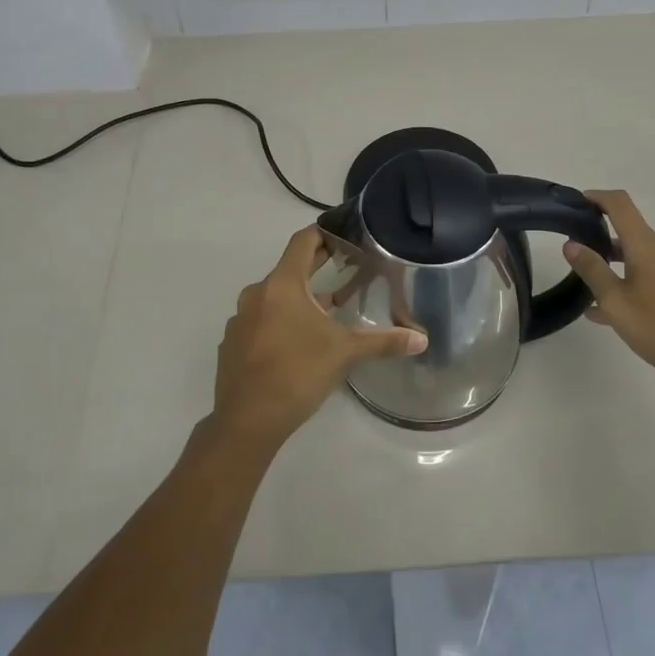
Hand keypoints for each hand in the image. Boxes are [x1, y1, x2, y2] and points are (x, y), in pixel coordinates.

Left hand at [210, 225, 425, 453]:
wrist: (246, 422)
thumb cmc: (297, 373)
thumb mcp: (344, 353)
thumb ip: (383, 341)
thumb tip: (422, 339)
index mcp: (282, 285)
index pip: (302, 242)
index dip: (323, 234)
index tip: (344, 235)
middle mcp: (256, 294)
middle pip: (289, 269)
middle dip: (316, 268)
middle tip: (345, 268)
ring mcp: (240, 320)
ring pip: (274, 298)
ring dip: (299, 300)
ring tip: (326, 312)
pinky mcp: (233, 344)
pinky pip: (260, 322)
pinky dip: (279, 323)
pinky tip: (297, 344)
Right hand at [561, 189, 654, 391]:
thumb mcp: (616, 302)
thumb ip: (592, 270)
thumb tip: (571, 244)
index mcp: (647, 246)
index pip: (620, 205)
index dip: (597, 197)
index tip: (577, 202)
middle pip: (629, 232)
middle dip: (601, 239)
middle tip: (576, 256)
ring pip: (639, 258)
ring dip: (614, 267)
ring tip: (589, 293)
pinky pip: (651, 276)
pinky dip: (630, 284)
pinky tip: (611, 313)